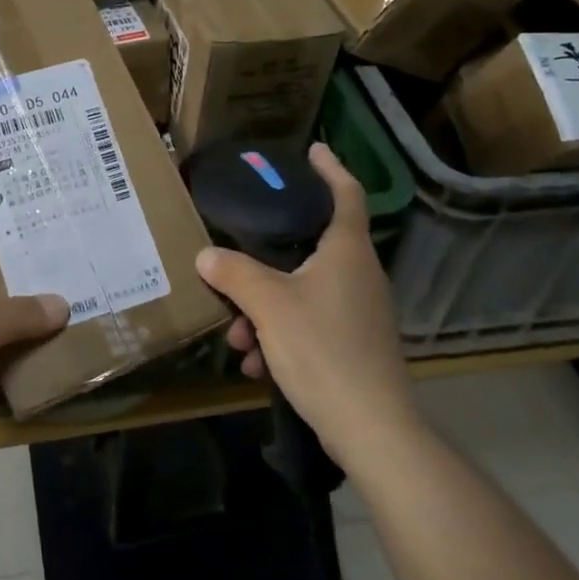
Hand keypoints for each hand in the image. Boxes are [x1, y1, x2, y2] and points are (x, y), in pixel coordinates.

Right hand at [195, 143, 419, 470]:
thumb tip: (207, 254)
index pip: (345, 194)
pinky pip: (309, 325)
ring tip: (237, 339)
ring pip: (301, 293)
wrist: (371, 429)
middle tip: (233, 265)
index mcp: (346, 251)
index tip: (314, 149)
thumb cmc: (323, 349)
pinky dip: (280, 336)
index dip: (330, 168)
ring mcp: (359, 312)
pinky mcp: (354, 345)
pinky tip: (257, 365)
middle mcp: (358, 275)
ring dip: (264, 310)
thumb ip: (235, 273)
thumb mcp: (268, 306)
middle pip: (308, 248)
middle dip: (264, 263)